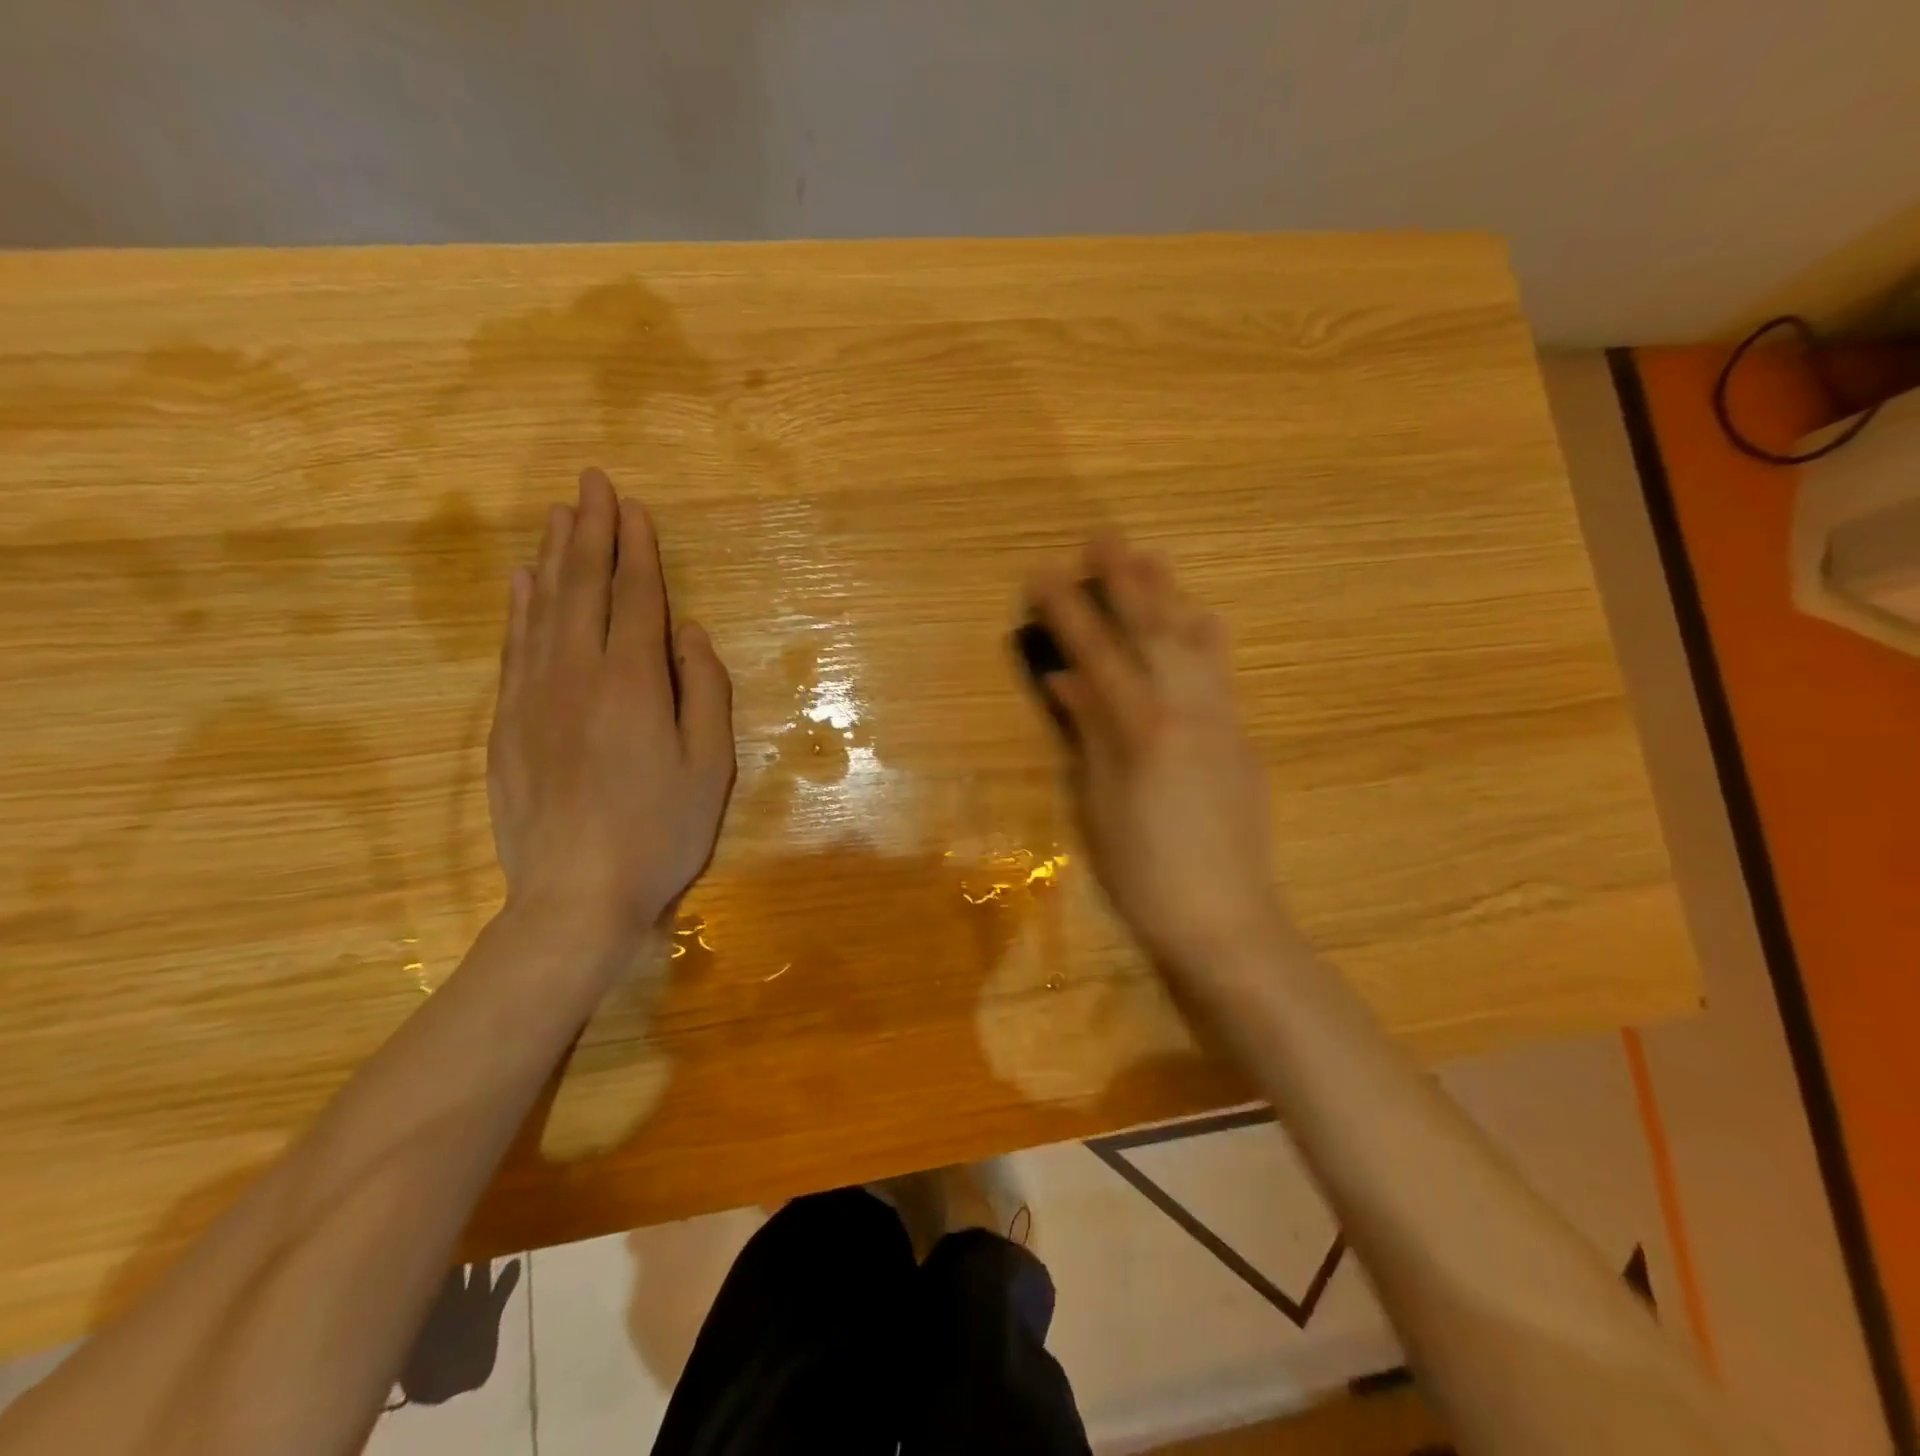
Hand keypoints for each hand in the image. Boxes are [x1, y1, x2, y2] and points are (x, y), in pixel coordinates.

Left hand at [487, 469, 734, 955]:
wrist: (574, 895)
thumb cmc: (660, 831)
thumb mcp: (711, 766)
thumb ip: (704, 691)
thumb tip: (690, 633)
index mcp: (634, 681)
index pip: (636, 598)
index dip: (638, 550)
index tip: (635, 508)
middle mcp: (577, 673)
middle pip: (583, 587)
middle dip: (591, 531)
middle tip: (592, 483)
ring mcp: (534, 696)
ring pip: (542, 608)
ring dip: (554, 557)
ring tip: (560, 516)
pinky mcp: (507, 723)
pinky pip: (513, 646)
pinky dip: (518, 606)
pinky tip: (521, 582)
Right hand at [1027, 533, 1288, 978]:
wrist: (1227, 917)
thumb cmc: (1146, 871)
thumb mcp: (1100, 802)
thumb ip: (1088, 731)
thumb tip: (1067, 679)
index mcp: (1142, 727)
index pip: (1098, 654)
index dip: (1068, 611)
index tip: (1044, 574)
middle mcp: (1187, 710)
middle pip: (1153, 630)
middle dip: (1125, 582)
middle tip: (1103, 539)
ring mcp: (1221, 721)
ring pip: (1196, 642)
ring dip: (1170, 596)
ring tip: (1151, 559)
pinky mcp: (1241, 739)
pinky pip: (1220, 671)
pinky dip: (1204, 637)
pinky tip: (1199, 621)